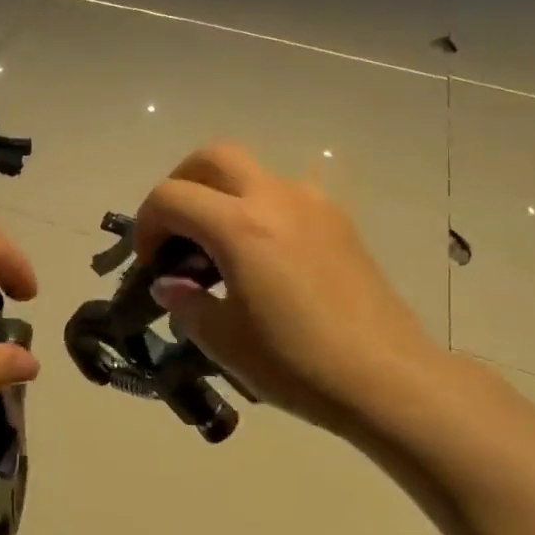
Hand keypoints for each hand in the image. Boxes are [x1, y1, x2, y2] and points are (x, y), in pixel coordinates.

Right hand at [134, 144, 445, 444]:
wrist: (386, 377)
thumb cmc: (296, 361)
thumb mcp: (224, 340)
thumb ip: (186, 303)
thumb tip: (171, 284)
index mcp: (239, 226)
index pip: (171, 196)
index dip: (147, 223)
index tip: (150, 262)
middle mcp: (274, 198)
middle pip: (213, 157)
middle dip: (182, 183)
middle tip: (176, 228)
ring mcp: (312, 203)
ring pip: (252, 170)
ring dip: (222, 193)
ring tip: (219, 244)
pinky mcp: (338, 220)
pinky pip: (285, 193)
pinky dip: (258, 207)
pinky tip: (263, 254)